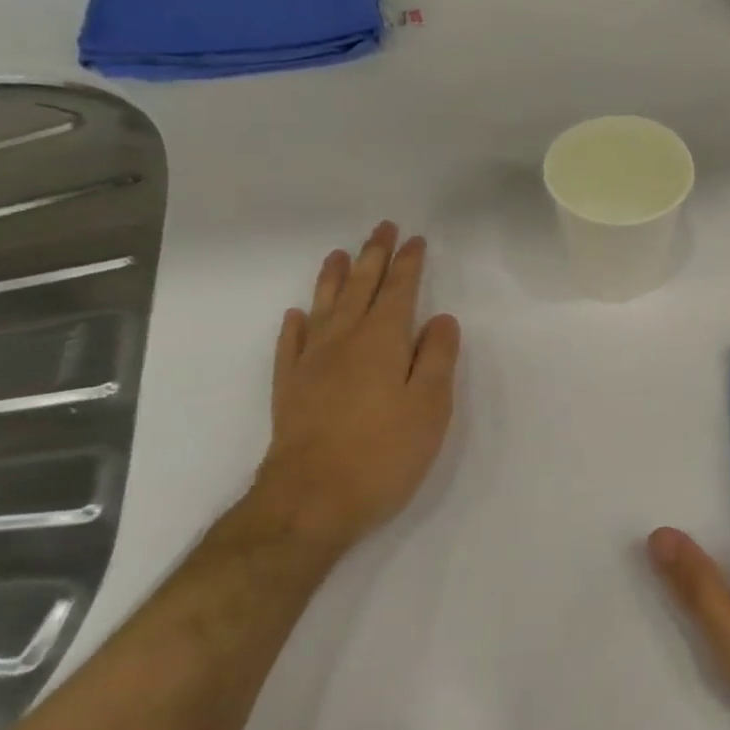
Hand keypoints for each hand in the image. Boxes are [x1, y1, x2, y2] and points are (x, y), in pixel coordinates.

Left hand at [257, 221, 460, 553]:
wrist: (311, 502)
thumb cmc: (383, 453)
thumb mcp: (429, 406)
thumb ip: (436, 358)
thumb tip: (440, 319)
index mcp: (381, 342)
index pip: (399, 291)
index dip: (408, 264)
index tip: (415, 240)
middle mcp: (343, 342)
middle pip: (359, 289)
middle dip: (373, 257)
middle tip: (381, 228)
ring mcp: (310, 365)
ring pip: (323, 309)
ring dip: (333, 279)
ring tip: (338, 254)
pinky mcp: (289, 391)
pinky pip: (290, 346)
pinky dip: (295, 326)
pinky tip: (296, 316)